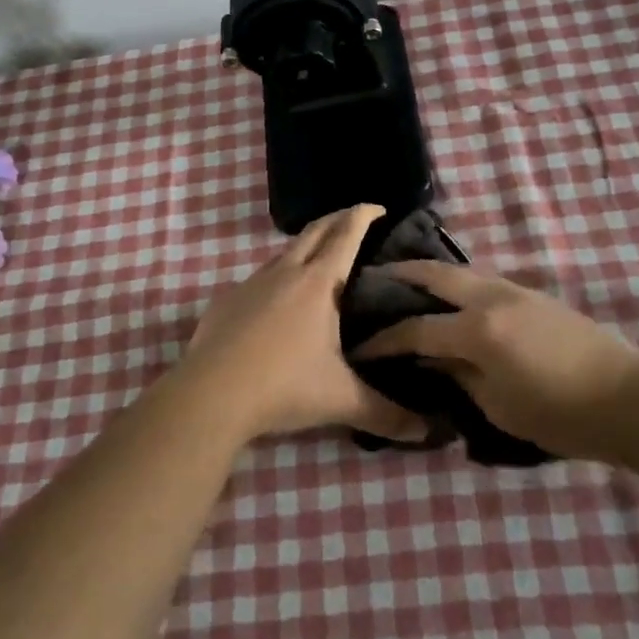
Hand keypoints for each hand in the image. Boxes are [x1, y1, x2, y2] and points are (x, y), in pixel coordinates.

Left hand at [175, 204, 425, 443]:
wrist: (211, 394)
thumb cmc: (284, 387)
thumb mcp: (341, 400)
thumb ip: (387, 414)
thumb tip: (426, 432)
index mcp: (319, 284)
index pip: (345, 235)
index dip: (363, 216)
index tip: (378, 207)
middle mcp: (284, 273)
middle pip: (314, 231)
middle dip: (336, 219)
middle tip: (354, 220)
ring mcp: (251, 284)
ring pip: (284, 253)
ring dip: (305, 248)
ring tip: (320, 262)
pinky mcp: (226, 301)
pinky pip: (258, 279)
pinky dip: (277, 277)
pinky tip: (277, 302)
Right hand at [351, 261, 638, 459]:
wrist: (629, 398)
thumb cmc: (559, 414)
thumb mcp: (498, 406)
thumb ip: (459, 376)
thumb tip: (435, 360)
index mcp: (477, 330)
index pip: (417, 328)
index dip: (385, 338)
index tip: (360, 343)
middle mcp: (491, 298)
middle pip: (435, 274)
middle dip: (401, 274)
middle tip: (373, 278)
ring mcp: (516, 290)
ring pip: (462, 270)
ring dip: (432, 274)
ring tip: (408, 282)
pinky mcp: (534, 295)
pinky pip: (484, 280)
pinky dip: (459, 283)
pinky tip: (453, 297)